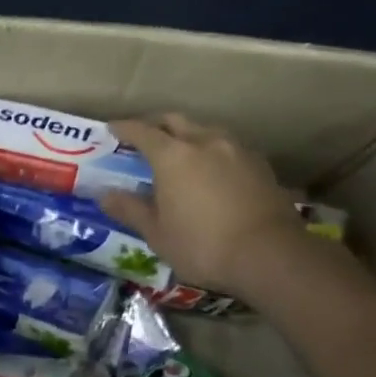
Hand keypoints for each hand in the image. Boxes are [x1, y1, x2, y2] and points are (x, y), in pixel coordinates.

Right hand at [99, 115, 306, 294]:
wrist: (271, 255)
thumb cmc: (203, 245)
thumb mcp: (158, 234)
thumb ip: (130, 209)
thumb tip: (104, 195)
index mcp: (173, 155)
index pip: (142, 131)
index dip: (124, 128)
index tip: (112, 129)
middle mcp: (205, 142)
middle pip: (176, 121)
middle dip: (157, 124)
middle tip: (145, 136)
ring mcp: (237, 150)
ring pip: (206, 131)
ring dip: (189, 135)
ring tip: (182, 152)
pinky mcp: (261, 165)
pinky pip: (230, 148)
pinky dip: (214, 152)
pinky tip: (215, 171)